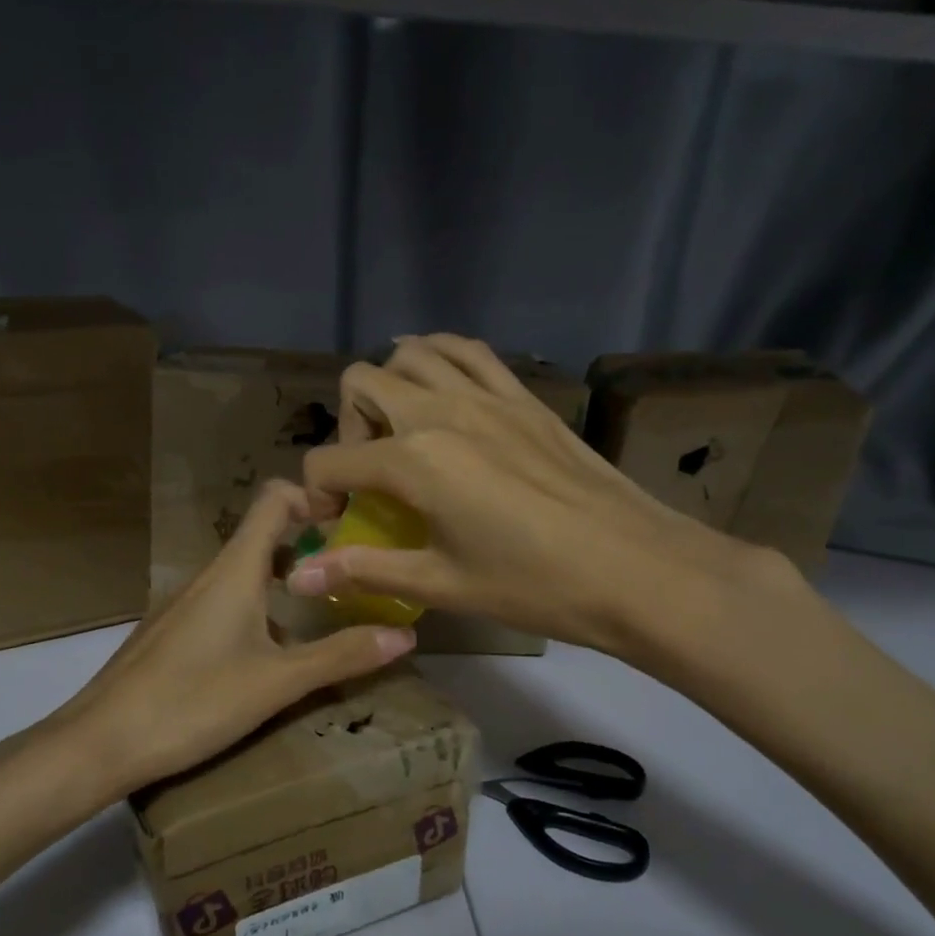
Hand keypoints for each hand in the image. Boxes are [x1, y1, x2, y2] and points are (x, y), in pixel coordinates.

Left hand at [46, 480, 416, 800]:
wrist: (100, 742)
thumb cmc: (193, 702)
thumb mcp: (277, 683)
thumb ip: (341, 656)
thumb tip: (406, 635)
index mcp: (235, 570)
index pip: (274, 500)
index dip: (313, 497)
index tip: (351, 520)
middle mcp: (208, 575)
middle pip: (263, 536)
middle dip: (310, 545)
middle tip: (352, 572)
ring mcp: (185, 602)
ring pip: (243, 573)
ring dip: (284, 580)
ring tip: (323, 612)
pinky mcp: (172, 631)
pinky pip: (223, 601)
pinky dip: (257, 607)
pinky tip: (269, 654)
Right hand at [289, 334, 798, 679]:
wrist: (636, 568)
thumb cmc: (534, 585)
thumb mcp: (441, 584)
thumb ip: (364, 570)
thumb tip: (298, 576)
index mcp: (413, 460)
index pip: (331, 461)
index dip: (318, 494)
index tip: (338, 525)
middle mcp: (440, 411)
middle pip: (361, 382)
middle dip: (347, 426)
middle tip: (371, 473)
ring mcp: (486, 395)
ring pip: (412, 352)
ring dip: (390, 384)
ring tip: (402, 430)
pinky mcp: (523, 396)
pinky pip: (470, 351)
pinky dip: (441, 357)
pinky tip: (444, 389)